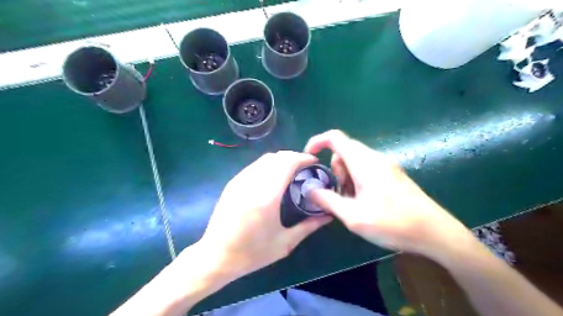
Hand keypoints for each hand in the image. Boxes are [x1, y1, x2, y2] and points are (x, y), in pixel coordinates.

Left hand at [196, 152, 330, 279]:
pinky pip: (254, 166)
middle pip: (276, 157)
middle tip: (305, 167)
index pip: (287, 163)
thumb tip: (328, 215)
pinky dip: (268, 165)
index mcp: (267, 197)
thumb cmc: (252, 253)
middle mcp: (252, 183)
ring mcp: (240, 181)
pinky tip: (273, 177)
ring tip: (291, 170)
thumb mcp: (284, 243)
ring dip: (281, 159)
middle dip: (293, 156)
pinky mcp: (232, 183)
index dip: (302, 158)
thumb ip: (309, 226)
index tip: (314, 162)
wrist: (216, 256)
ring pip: (264, 159)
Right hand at [303, 129, 471, 256]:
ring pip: (355, 161)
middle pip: (344, 151)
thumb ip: (327, 200)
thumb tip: (309, 189)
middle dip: (335, 170)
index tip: (309, 158)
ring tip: (354, 202)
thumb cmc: (393, 223)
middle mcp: (375, 158)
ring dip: (346, 178)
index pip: (335, 138)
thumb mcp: (353, 216)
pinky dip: (357, 181)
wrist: (435, 233)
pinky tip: (365, 202)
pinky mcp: (392, 174)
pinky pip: (366, 169)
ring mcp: (386, 165)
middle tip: (341, 194)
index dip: (317, 142)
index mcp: (364, 162)